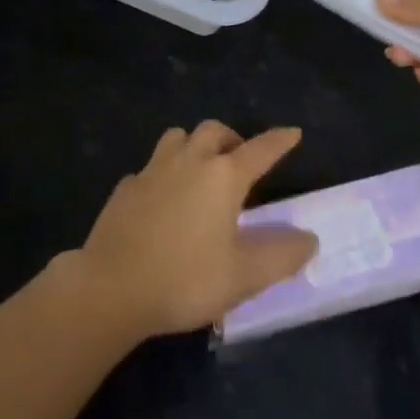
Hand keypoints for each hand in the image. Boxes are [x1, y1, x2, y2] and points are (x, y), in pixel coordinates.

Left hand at [72, 121, 317, 340]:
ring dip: (195, 145)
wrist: (110, 288)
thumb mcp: (243, 276)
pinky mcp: (126, 187)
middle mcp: (189, 161)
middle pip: (214, 131)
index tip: (293, 132)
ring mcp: (153, 170)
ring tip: (200, 170)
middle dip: (232, 138)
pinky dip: (164, 173)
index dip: (279, 140)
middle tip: (240, 160)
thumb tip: (309, 239)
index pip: (260, 149)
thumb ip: (280, 256)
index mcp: (222, 176)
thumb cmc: (184, 279)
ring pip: (178, 137)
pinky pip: (151, 167)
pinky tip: (162, 199)